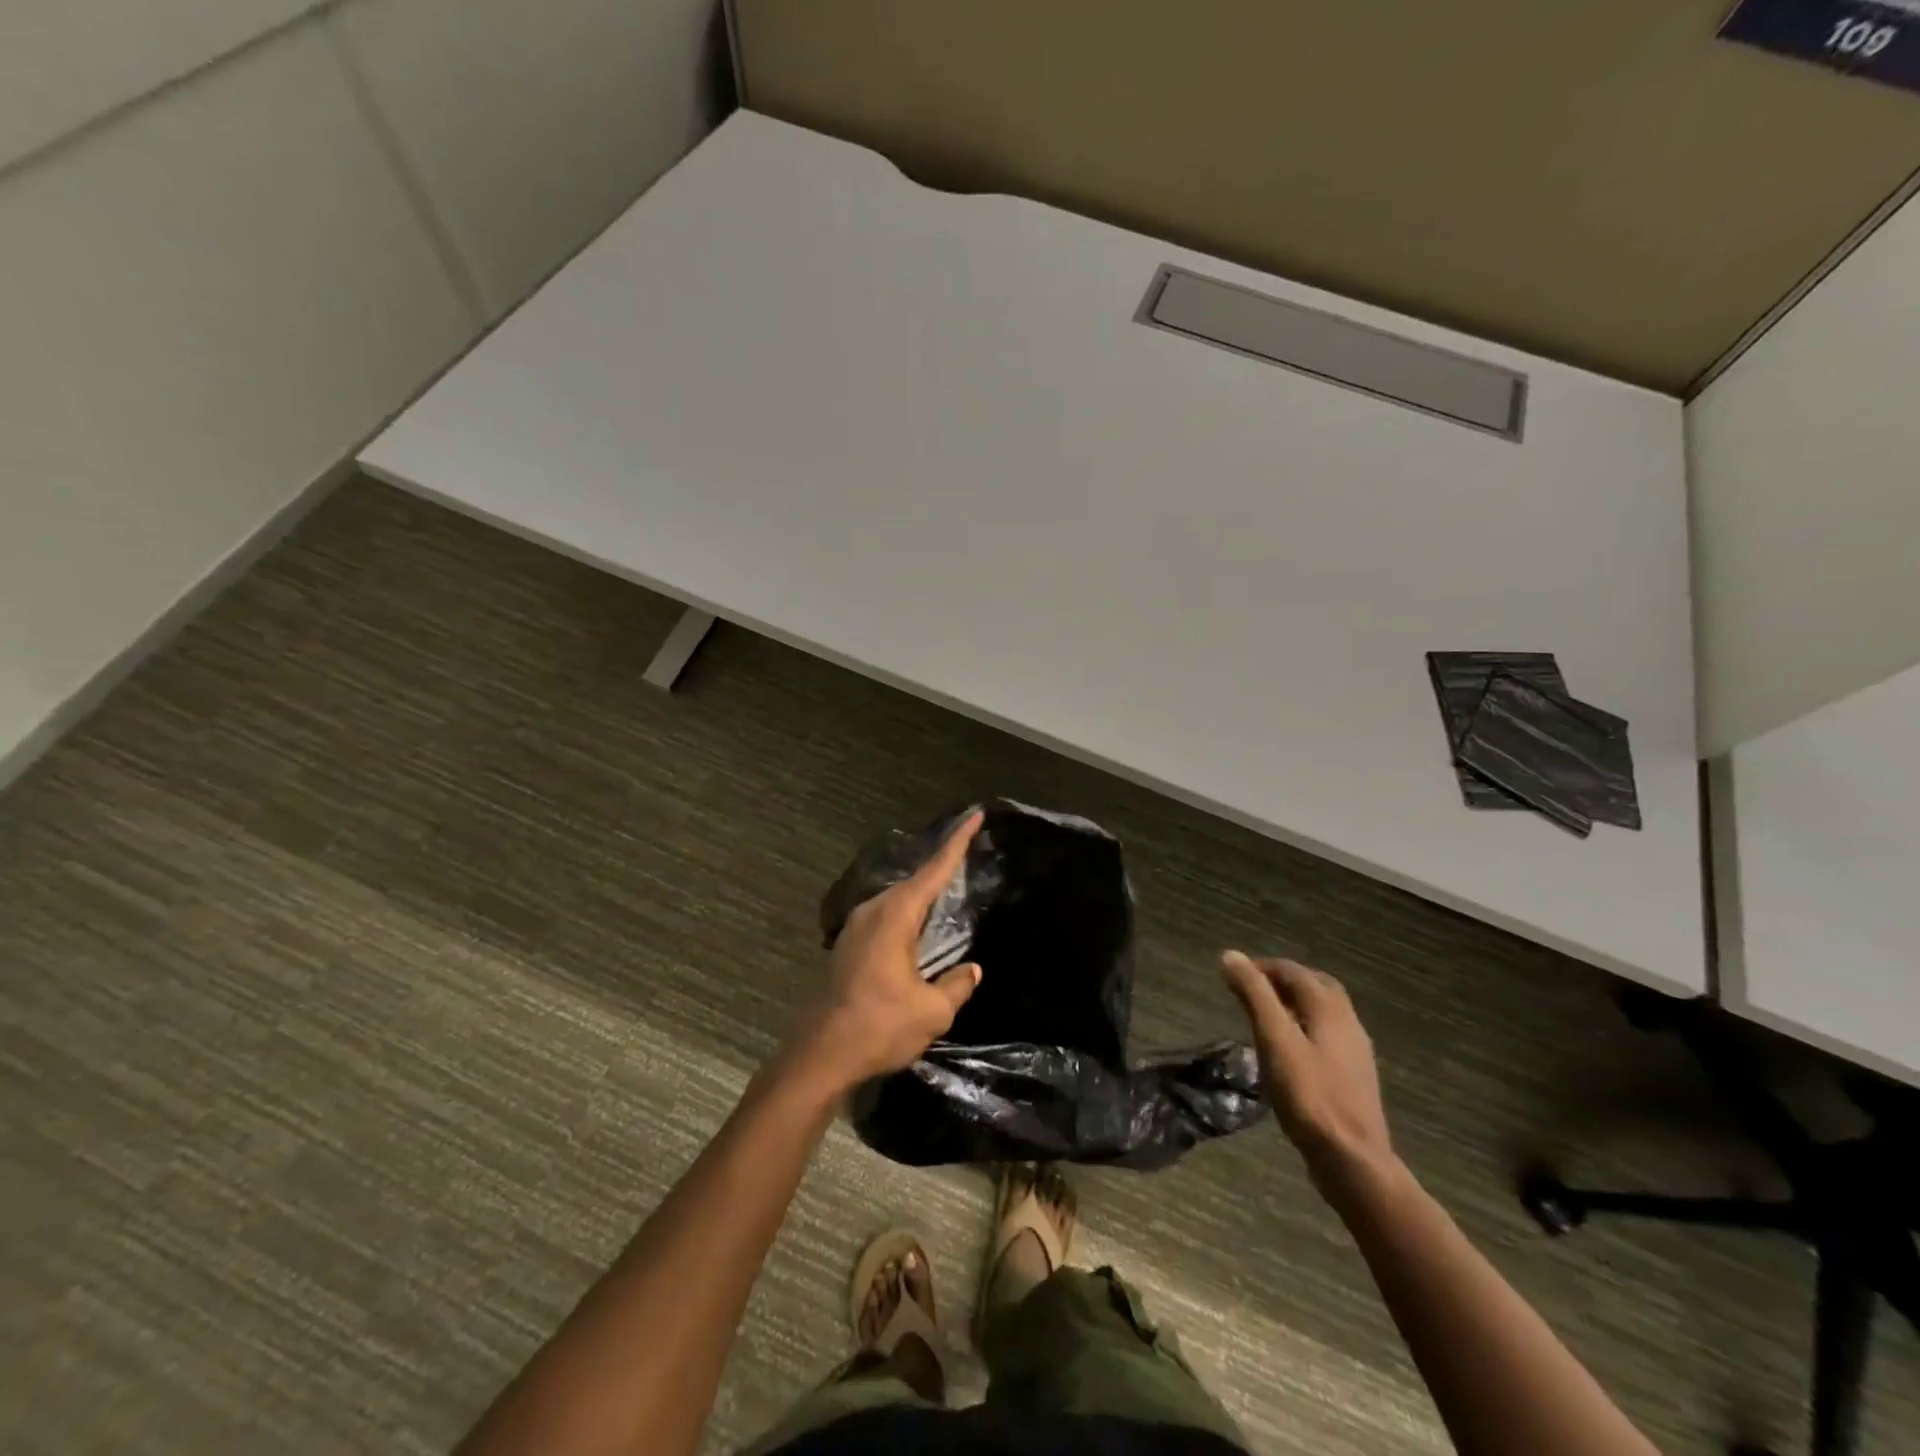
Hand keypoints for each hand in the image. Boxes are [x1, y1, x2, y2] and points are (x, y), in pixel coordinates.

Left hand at [787, 812, 985, 1094]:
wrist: (819, 1056)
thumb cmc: (878, 1027)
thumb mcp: (931, 1011)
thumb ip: (956, 985)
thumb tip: (971, 970)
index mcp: (895, 915)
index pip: (935, 869)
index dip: (958, 842)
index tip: (975, 815)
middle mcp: (873, 912)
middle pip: (915, 881)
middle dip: (942, 866)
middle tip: (969, 853)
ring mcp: (856, 928)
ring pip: (898, 900)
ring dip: (924, 894)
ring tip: (950, 889)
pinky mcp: (848, 948)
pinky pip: (887, 919)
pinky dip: (909, 915)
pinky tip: (920, 929)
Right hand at [1222, 951, 1396, 1191]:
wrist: (1352, 1160)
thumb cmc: (1309, 1095)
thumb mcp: (1274, 1039)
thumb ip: (1255, 995)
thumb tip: (1231, 955)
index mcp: (1329, 1009)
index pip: (1294, 971)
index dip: (1262, 967)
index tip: (1233, 973)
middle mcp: (1348, 1022)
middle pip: (1316, 986)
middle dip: (1283, 980)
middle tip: (1252, 988)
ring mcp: (1355, 1052)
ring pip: (1324, 1012)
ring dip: (1295, 1003)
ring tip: (1265, 1015)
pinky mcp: (1354, 1077)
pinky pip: (1327, 1036)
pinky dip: (1304, 1027)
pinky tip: (1289, 1049)